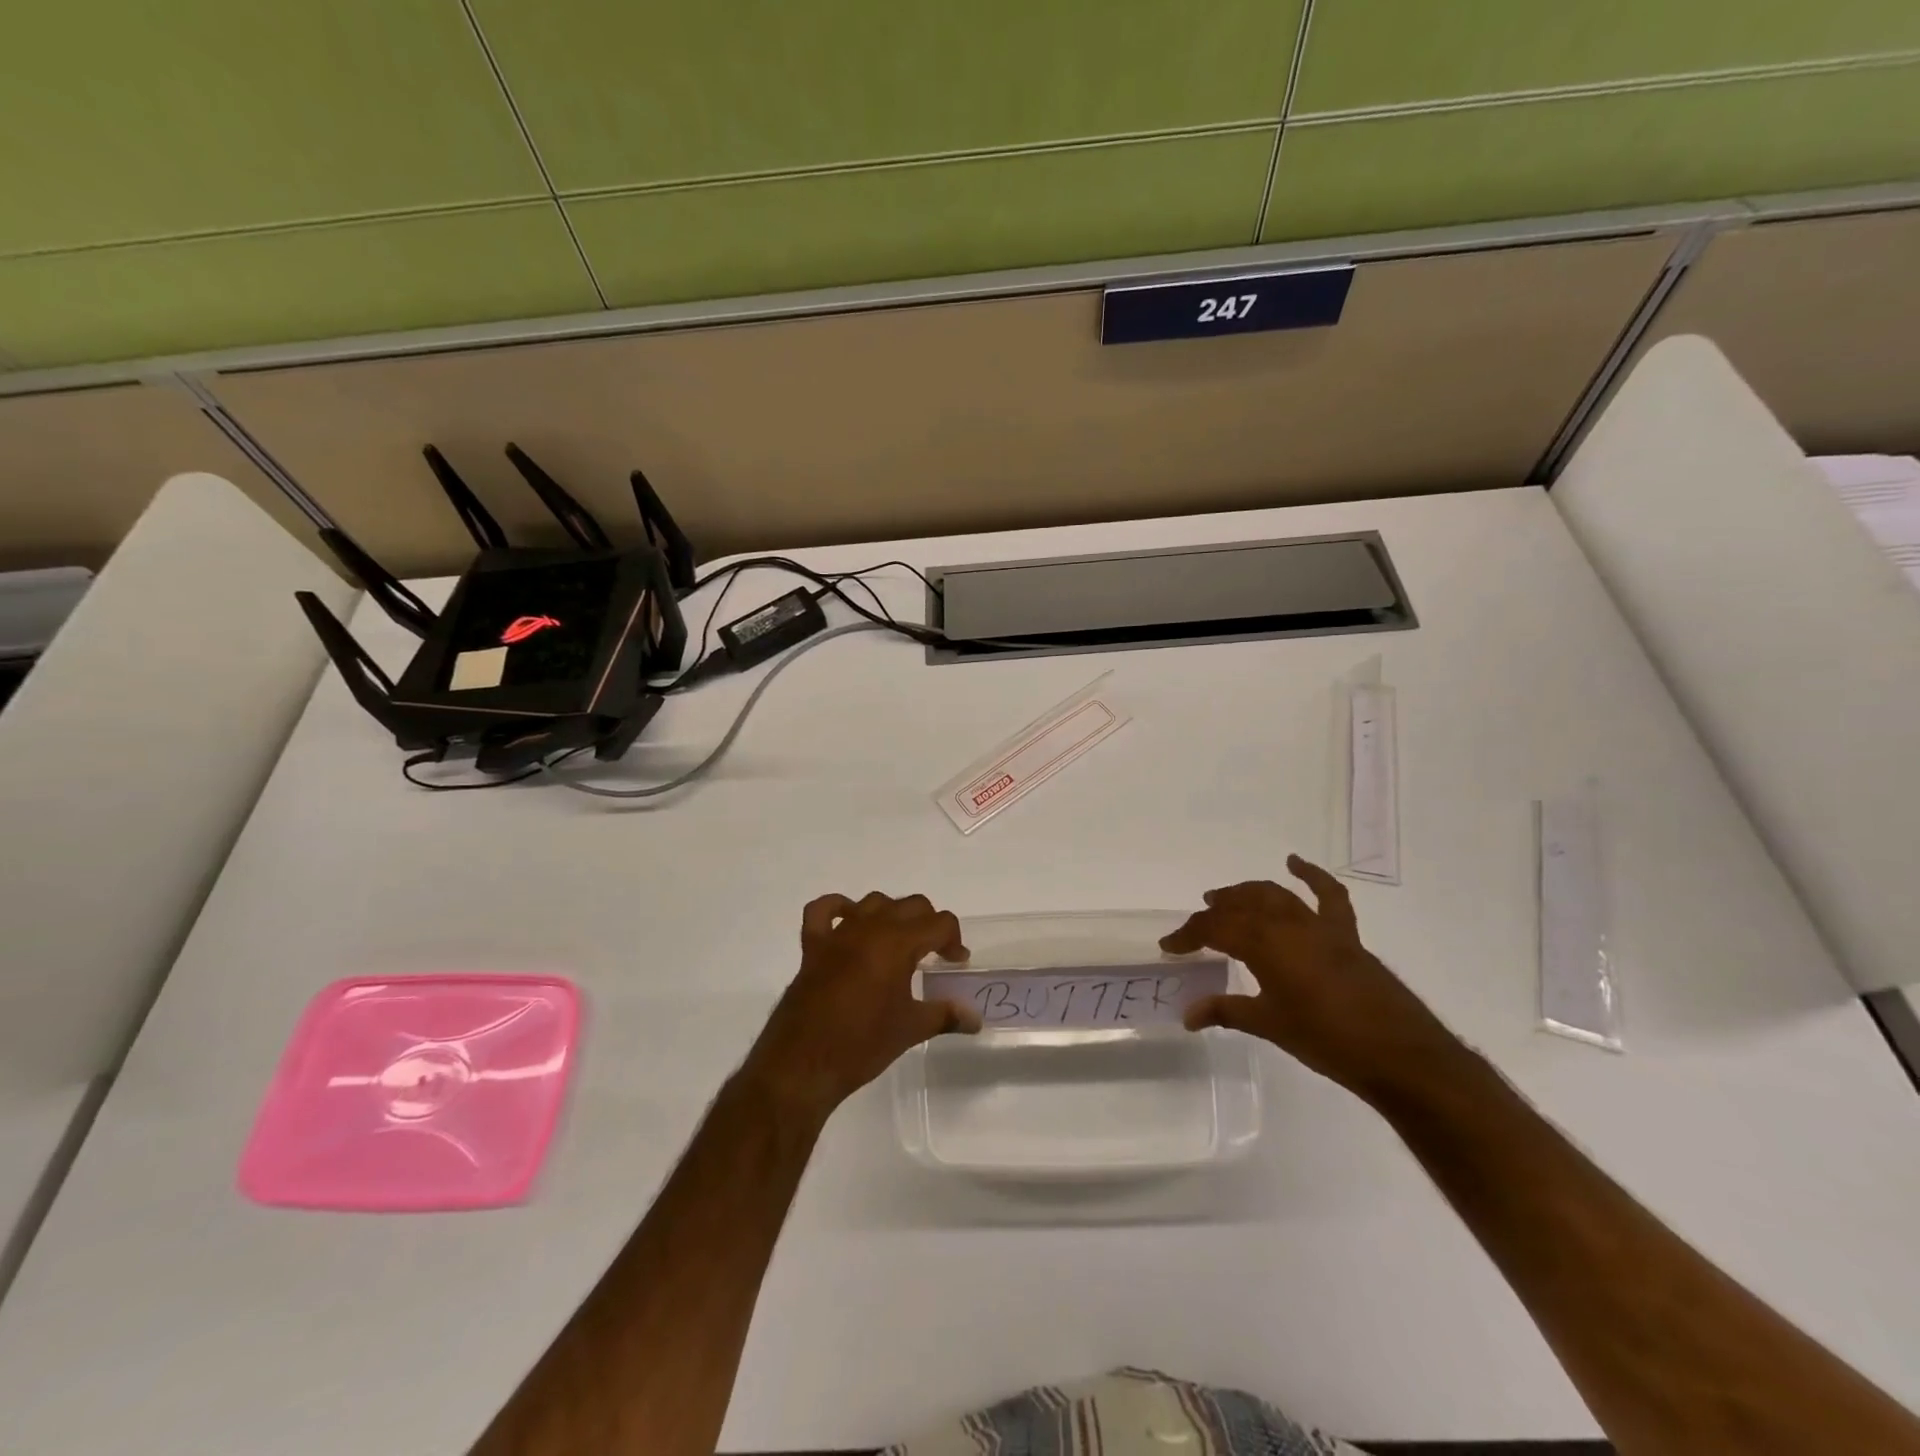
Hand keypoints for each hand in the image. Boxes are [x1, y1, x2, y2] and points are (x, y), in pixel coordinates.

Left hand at [742, 892, 979, 1122]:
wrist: (804, 1064)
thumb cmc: (862, 1044)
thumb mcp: (911, 1029)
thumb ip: (946, 1015)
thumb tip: (975, 1019)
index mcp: (897, 943)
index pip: (939, 923)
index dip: (954, 940)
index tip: (957, 963)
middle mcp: (869, 928)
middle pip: (911, 905)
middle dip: (929, 924)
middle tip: (934, 954)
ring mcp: (838, 934)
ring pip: (873, 902)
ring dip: (891, 914)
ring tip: (898, 942)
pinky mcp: (813, 946)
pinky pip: (823, 911)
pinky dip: (838, 909)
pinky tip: (849, 923)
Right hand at [1162, 854, 1460, 1103]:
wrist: (1399, 1055)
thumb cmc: (1326, 1041)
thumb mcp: (1269, 1025)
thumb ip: (1226, 1012)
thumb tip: (1187, 1015)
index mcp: (1264, 945)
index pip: (1214, 930)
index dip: (1188, 935)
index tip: (1169, 946)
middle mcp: (1287, 925)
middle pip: (1241, 907)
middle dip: (1214, 913)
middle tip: (1196, 926)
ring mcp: (1319, 926)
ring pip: (1275, 895)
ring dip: (1246, 893)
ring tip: (1225, 898)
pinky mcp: (1346, 934)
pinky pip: (1329, 896)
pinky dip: (1312, 875)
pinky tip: (1295, 862)